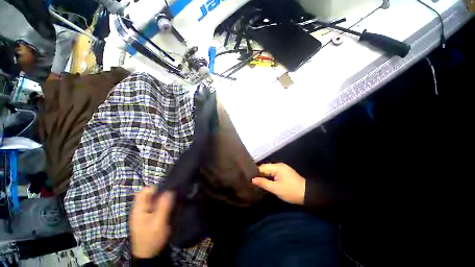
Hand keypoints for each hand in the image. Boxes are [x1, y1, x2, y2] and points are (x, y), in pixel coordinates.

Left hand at [129, 186, 174, 258]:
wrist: (148, 254)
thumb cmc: (152, 239)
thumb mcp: (159, 223)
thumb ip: (163, 206)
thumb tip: (169, 190)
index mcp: (139, 208)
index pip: (145, 190)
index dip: (157, 187)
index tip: (169, 188)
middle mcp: (140, 208)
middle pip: (150, 194)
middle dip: (161, 191)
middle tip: (172, 194)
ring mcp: (144, 212)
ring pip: (153, 199)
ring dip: (162, 197)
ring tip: (173, 198)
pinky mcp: (148, 216)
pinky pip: (155, 204)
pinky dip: (162, 203)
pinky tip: (169, 205)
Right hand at [252, 163, 305, 204]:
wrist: (308, 195)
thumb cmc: (291, 191)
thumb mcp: (276, 188)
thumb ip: (263, 183)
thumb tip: (252, 179)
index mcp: (277, 167)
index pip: (262, 167)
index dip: (255, 172)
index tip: (248, 177)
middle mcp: (279, 165)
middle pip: (265, 168)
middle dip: (258, 173)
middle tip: (250, 179)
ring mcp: (282, 168)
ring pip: (269, 170)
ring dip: (263, 175)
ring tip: (255, 180)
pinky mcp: (284, 173)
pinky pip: (273, 172)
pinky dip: (269, 176)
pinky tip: (264, 180)